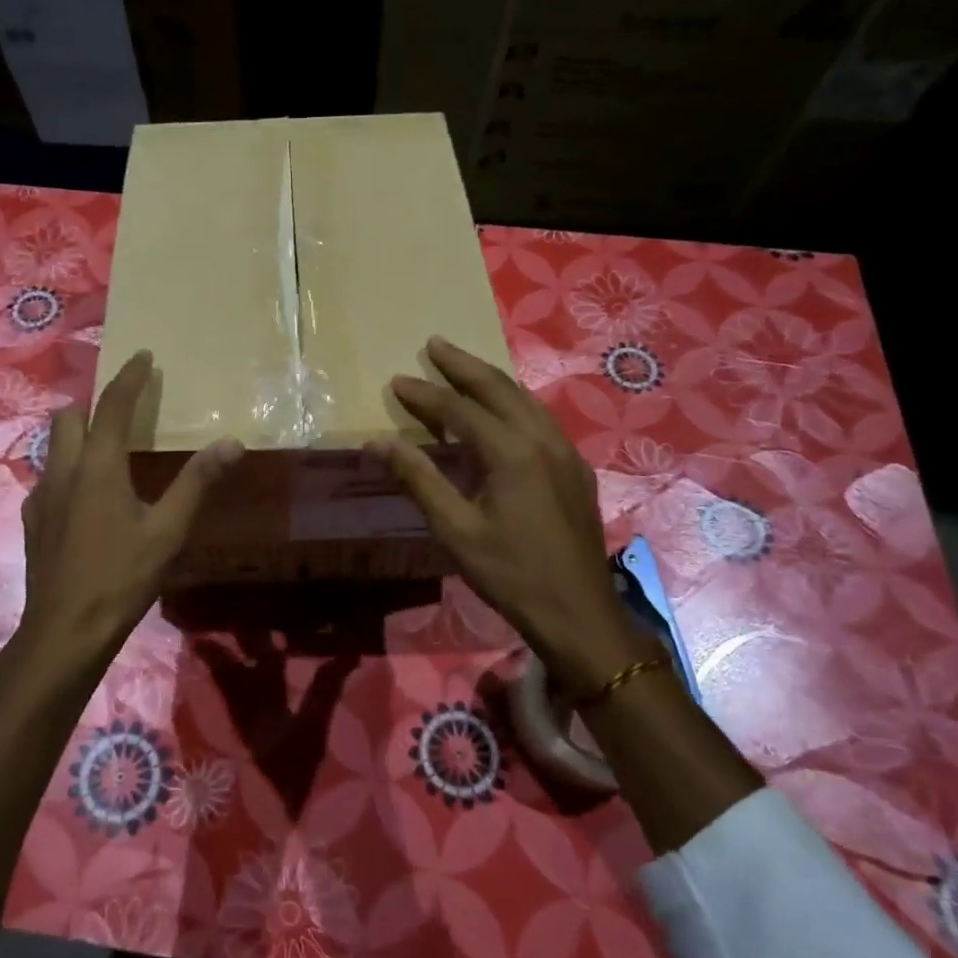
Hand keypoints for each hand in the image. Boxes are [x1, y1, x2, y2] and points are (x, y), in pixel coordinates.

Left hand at [8, 350, 242, 692]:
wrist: (65, 631)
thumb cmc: (121, 577)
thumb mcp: (168, 530)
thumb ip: (197, 482)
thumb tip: (231, 442)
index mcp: (98, 466)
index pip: (114, 406)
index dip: (130, 377)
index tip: (143, 356)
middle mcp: (63, 470)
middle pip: (69, 416)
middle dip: (94, 405)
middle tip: (124, 413)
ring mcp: (41, 496)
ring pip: (54, 447)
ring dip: (78, 437)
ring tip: (108, 454)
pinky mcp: (32, 521)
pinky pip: (49, 478)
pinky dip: (68, 471)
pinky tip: (86, 500)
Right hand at [367, 336, 644, 698]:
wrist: (580, 614)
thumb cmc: (511, 574)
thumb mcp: (456, 530)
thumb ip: (418, 479)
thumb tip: (377, 442)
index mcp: (513, 453)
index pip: (460, 410)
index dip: (426, 394)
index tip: (397, 380)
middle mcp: (543, 440)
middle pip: (499, 389)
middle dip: (463, 365)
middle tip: (434, 344)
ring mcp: (566, 453)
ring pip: (525, 400)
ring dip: (491, 380)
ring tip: (463, 367)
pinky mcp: (576, 470)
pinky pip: (541, 420)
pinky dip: (514, 403)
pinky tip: (504, 411)